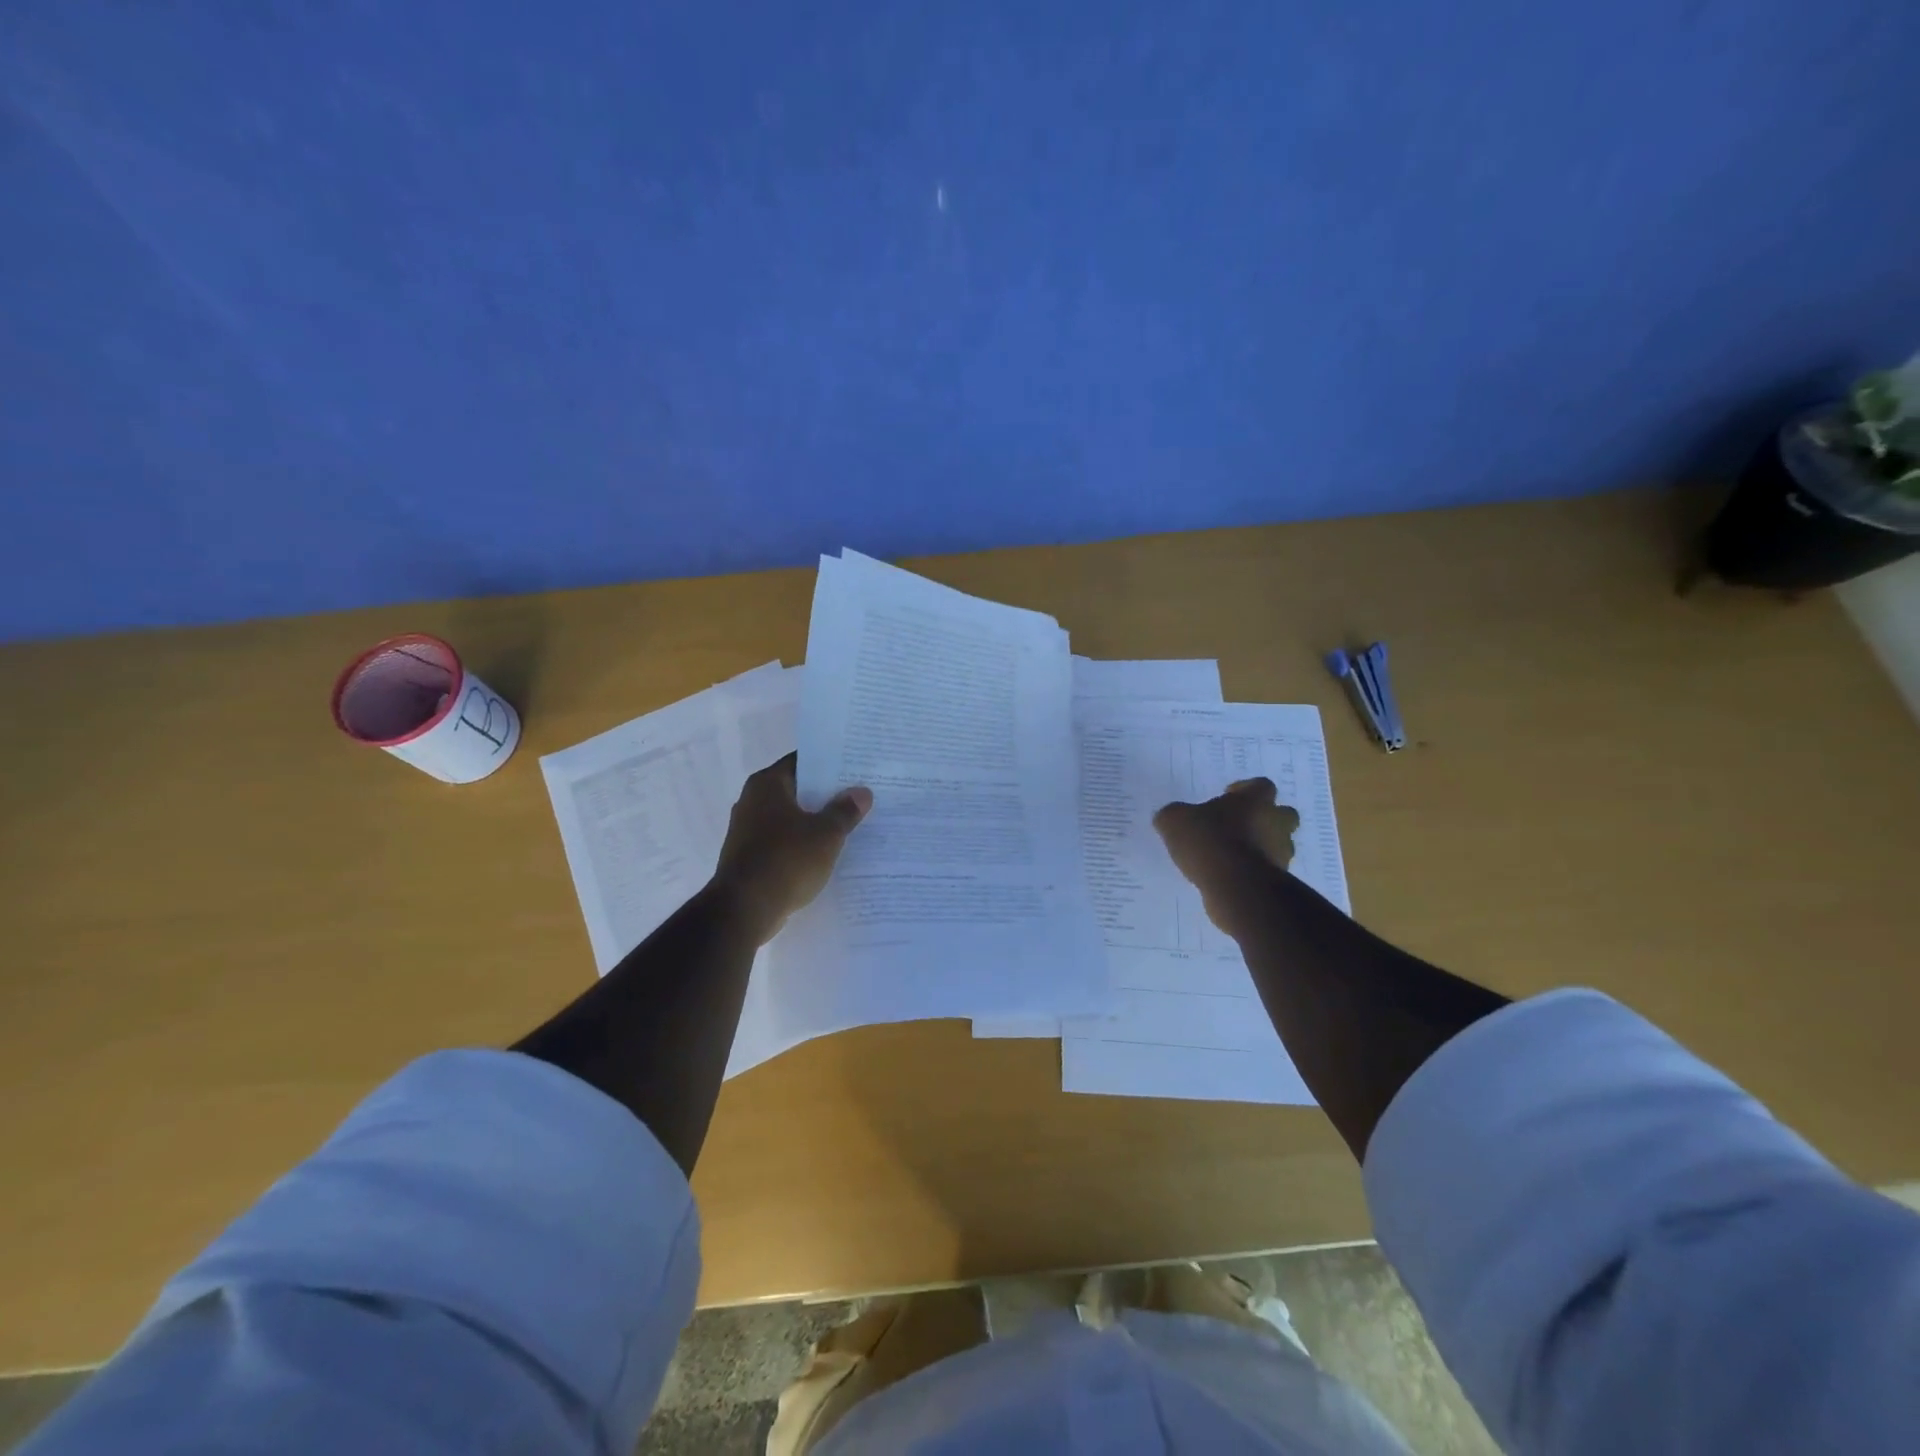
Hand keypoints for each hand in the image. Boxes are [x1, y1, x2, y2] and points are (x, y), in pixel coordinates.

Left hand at [712, 753, 872, 942]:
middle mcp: (752, 800)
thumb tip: (862, 792)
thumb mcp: (826, 834)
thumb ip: (845, 811)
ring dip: (815, 821)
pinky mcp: (749, 857)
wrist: (744, 910)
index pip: (802, 761)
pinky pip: (783, 842)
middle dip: (826, 794)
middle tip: (859, 796)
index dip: (830, 764)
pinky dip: (802, 844)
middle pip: (797, 789)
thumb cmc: (786, 860)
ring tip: (850, 824)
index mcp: (767, 784)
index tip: (855, 768)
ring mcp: (748, 830)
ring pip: (790, 818)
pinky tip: (827, 853)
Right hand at [1153, 778, 1298, 939]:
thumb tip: (1170, 817)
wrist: (1235, 886)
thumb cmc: (1209, 841)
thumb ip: (1174, 815)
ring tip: (1231, 855)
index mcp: (1255, 800)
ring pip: (1278, 844)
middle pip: (1283, 814)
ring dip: (1261, 847)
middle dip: (1265, 818)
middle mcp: (1275, 823)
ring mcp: (1281, 854)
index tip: (1227, 797)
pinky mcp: (1278, 881)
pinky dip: (1253, 871)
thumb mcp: (1174, 820)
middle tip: (1239, 825)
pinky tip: (1229, 876)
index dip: (1245, 789)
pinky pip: (1267, 870)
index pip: (1261, 785)